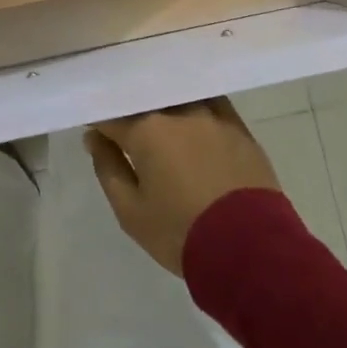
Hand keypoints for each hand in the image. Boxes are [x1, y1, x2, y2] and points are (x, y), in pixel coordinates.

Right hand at [85, 99, 284, 275]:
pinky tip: (192, 117)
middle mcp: (176, 111)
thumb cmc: (181, 233)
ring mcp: (210, 113)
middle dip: (131, 111)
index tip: (96, 131)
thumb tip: (94, 138)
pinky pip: (208, 102)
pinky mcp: (237, 124)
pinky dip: (194, 106)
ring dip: (163, 105)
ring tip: (160, 121)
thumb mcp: (131, 212)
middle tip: (127, 130)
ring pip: (177, 96)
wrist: (252, 251)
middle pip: (144, 99)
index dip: (100, 121)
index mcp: (145, 129)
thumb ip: (108, 168)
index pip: (111, 113)